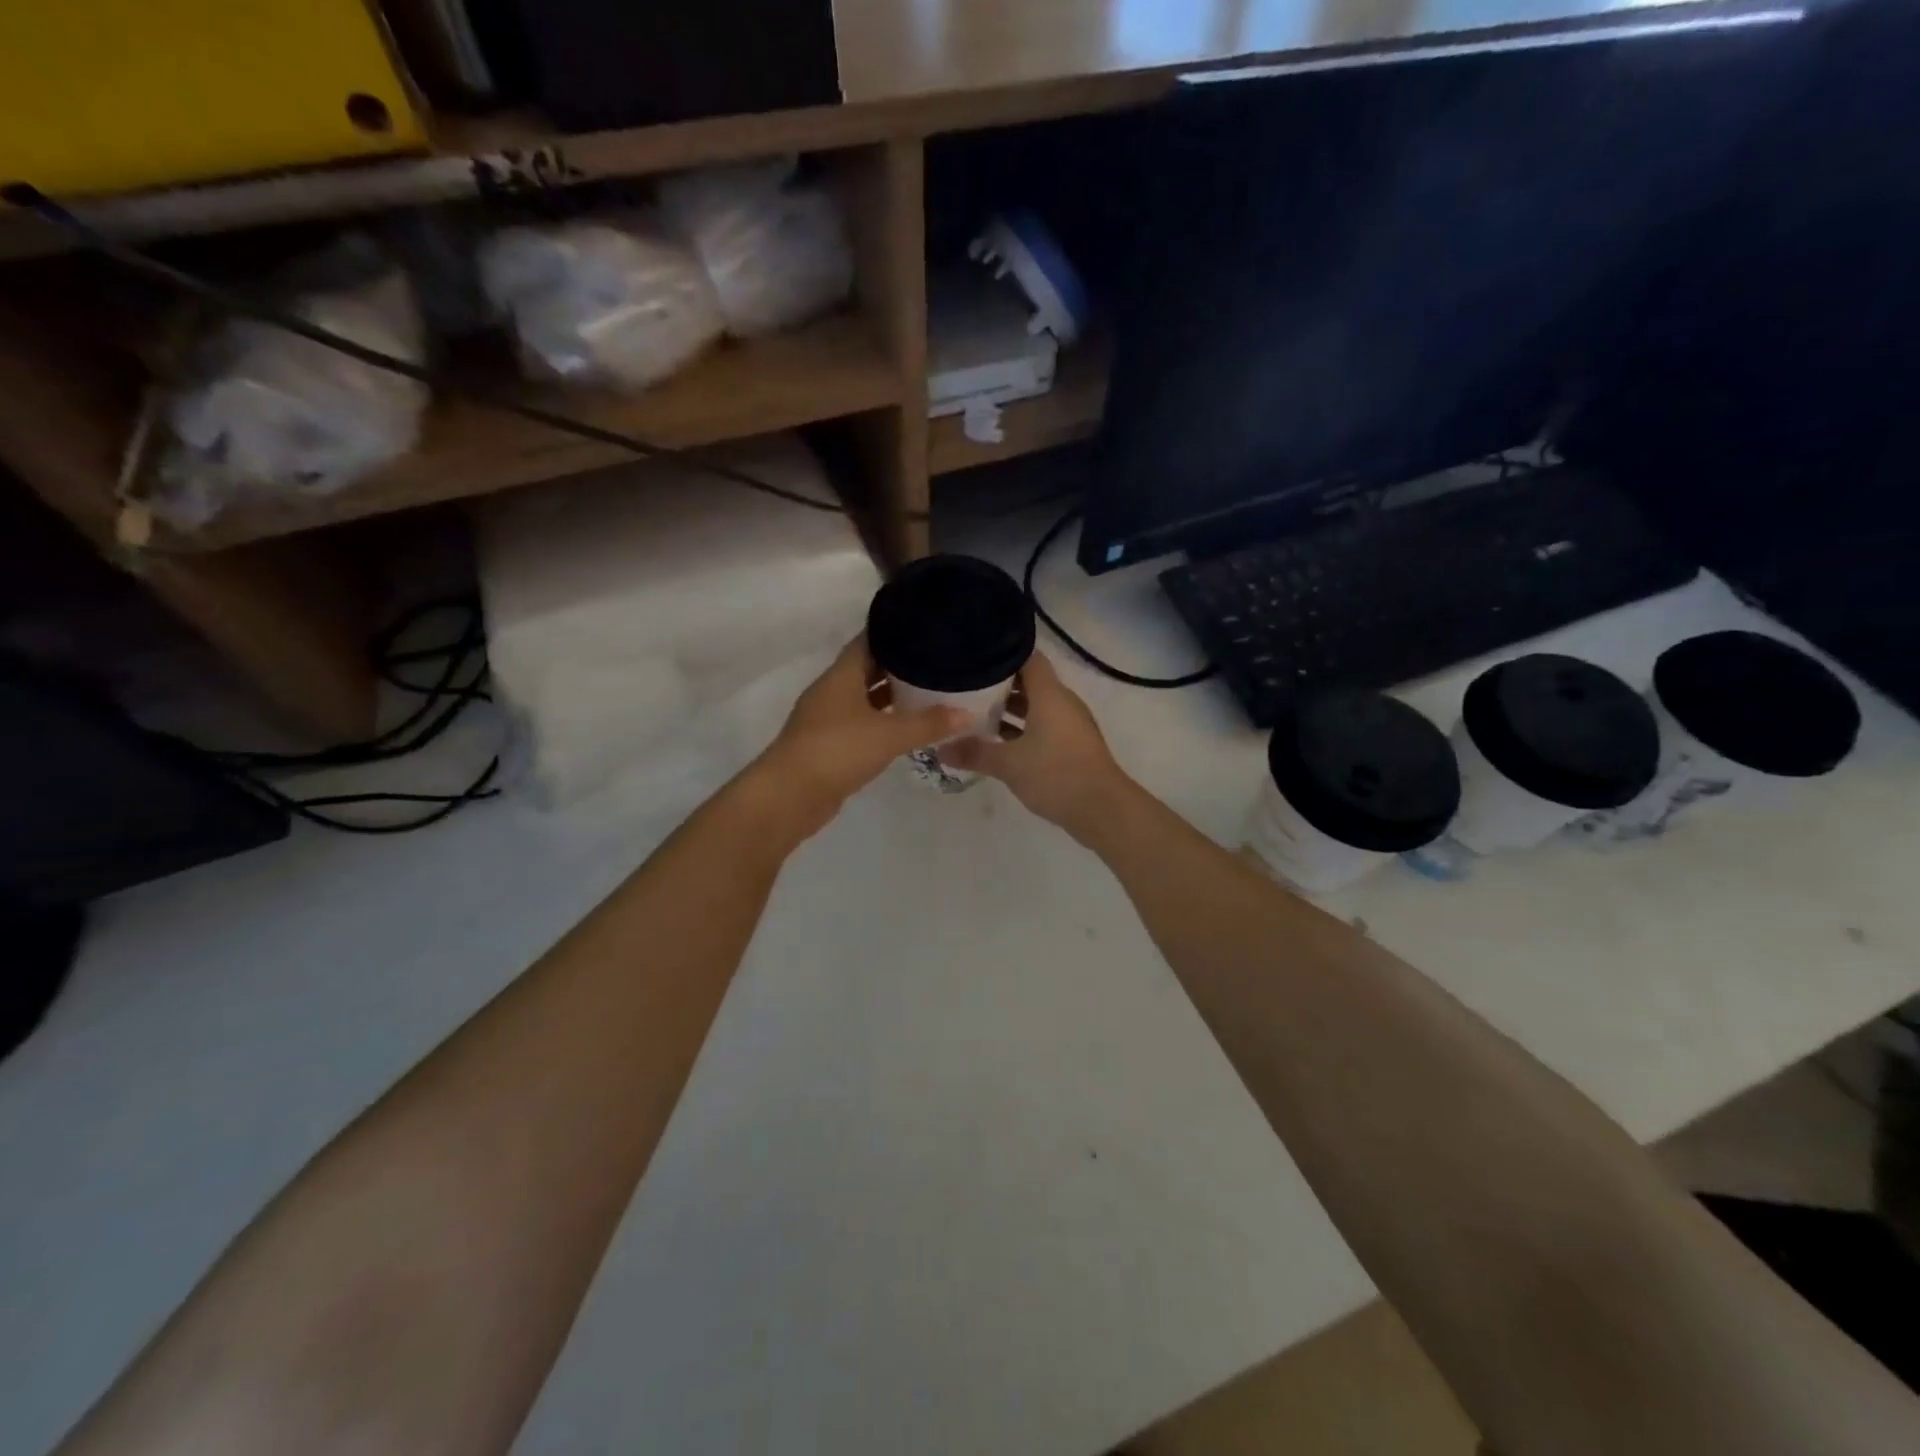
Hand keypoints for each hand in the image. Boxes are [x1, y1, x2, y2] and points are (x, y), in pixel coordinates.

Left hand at [752, 638, 969, 835]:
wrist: (790, 796)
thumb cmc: (837, 751)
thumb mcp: (888, 735)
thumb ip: (928, 723)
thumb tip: (968, 714)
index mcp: (841, 676)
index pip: (869, 641)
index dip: (895, 632)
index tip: (925, 627)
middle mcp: (832, 691)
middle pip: (867, 668)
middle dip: (899, 665)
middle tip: (936, 659)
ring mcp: (828, 719)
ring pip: (864, 698)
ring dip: (891, 695)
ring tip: (928, 690)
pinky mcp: (829, 745)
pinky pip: (861, 723)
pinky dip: (882, 721)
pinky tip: (906, 727)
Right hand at [941, 652, 1127, 840]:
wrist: (1103, 810)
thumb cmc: (1055, 774)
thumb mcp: (1008, 764)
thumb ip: (974, 753)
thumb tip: (939, 749)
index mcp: (1050, 694)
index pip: (1028, 657)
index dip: (1002, 652)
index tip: (974, 655)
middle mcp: (1062, 702)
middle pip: (1030, 681)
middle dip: (999, 683)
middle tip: (965, 685)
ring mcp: (1069, 725)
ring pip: (1036, 707)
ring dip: (1010, 709)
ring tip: (974, 712)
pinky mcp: (1071, 746)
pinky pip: (1043, 727)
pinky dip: (1022, 729)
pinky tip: (997, 741)